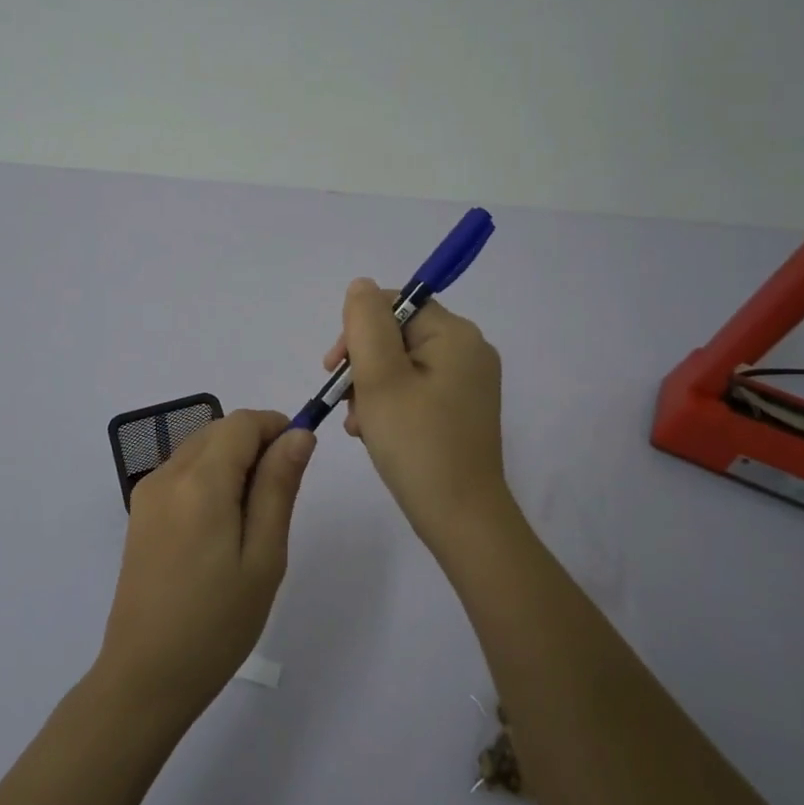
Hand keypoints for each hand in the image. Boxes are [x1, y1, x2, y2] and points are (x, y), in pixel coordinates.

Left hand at [93, 409, 314, 725]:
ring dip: (233, 461)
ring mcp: (148, 493)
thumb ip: (279, 487)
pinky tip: (222, 527)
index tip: (300, 457)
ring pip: (200, 449)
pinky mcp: (140, 513)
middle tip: (280, 498)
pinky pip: (182, 473)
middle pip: (219, 431)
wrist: (146, 676)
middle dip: (256, 444)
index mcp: (200, 482)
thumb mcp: (264, 556)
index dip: (276, 426)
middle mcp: (168, 475)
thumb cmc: (217, 623)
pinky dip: (210, 478)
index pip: (242, 423)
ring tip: (252, 519)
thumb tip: (298, 434)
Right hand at [327, 278, 511, 551]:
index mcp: (456, 335)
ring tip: (359, 424)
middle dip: (362, 364)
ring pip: (401, 365)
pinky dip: (389, 405)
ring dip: (370, 388)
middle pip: (397, 334)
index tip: (335, 367)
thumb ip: (365, 323)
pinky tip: (373, 432)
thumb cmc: (417, 443)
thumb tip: (360, 286)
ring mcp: (468, 383)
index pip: (395, 304)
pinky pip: (416, 390)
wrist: (461, 518)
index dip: (358, 329)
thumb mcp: (380, 377)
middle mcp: (469, 351)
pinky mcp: (461, 410)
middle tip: (345, 400)